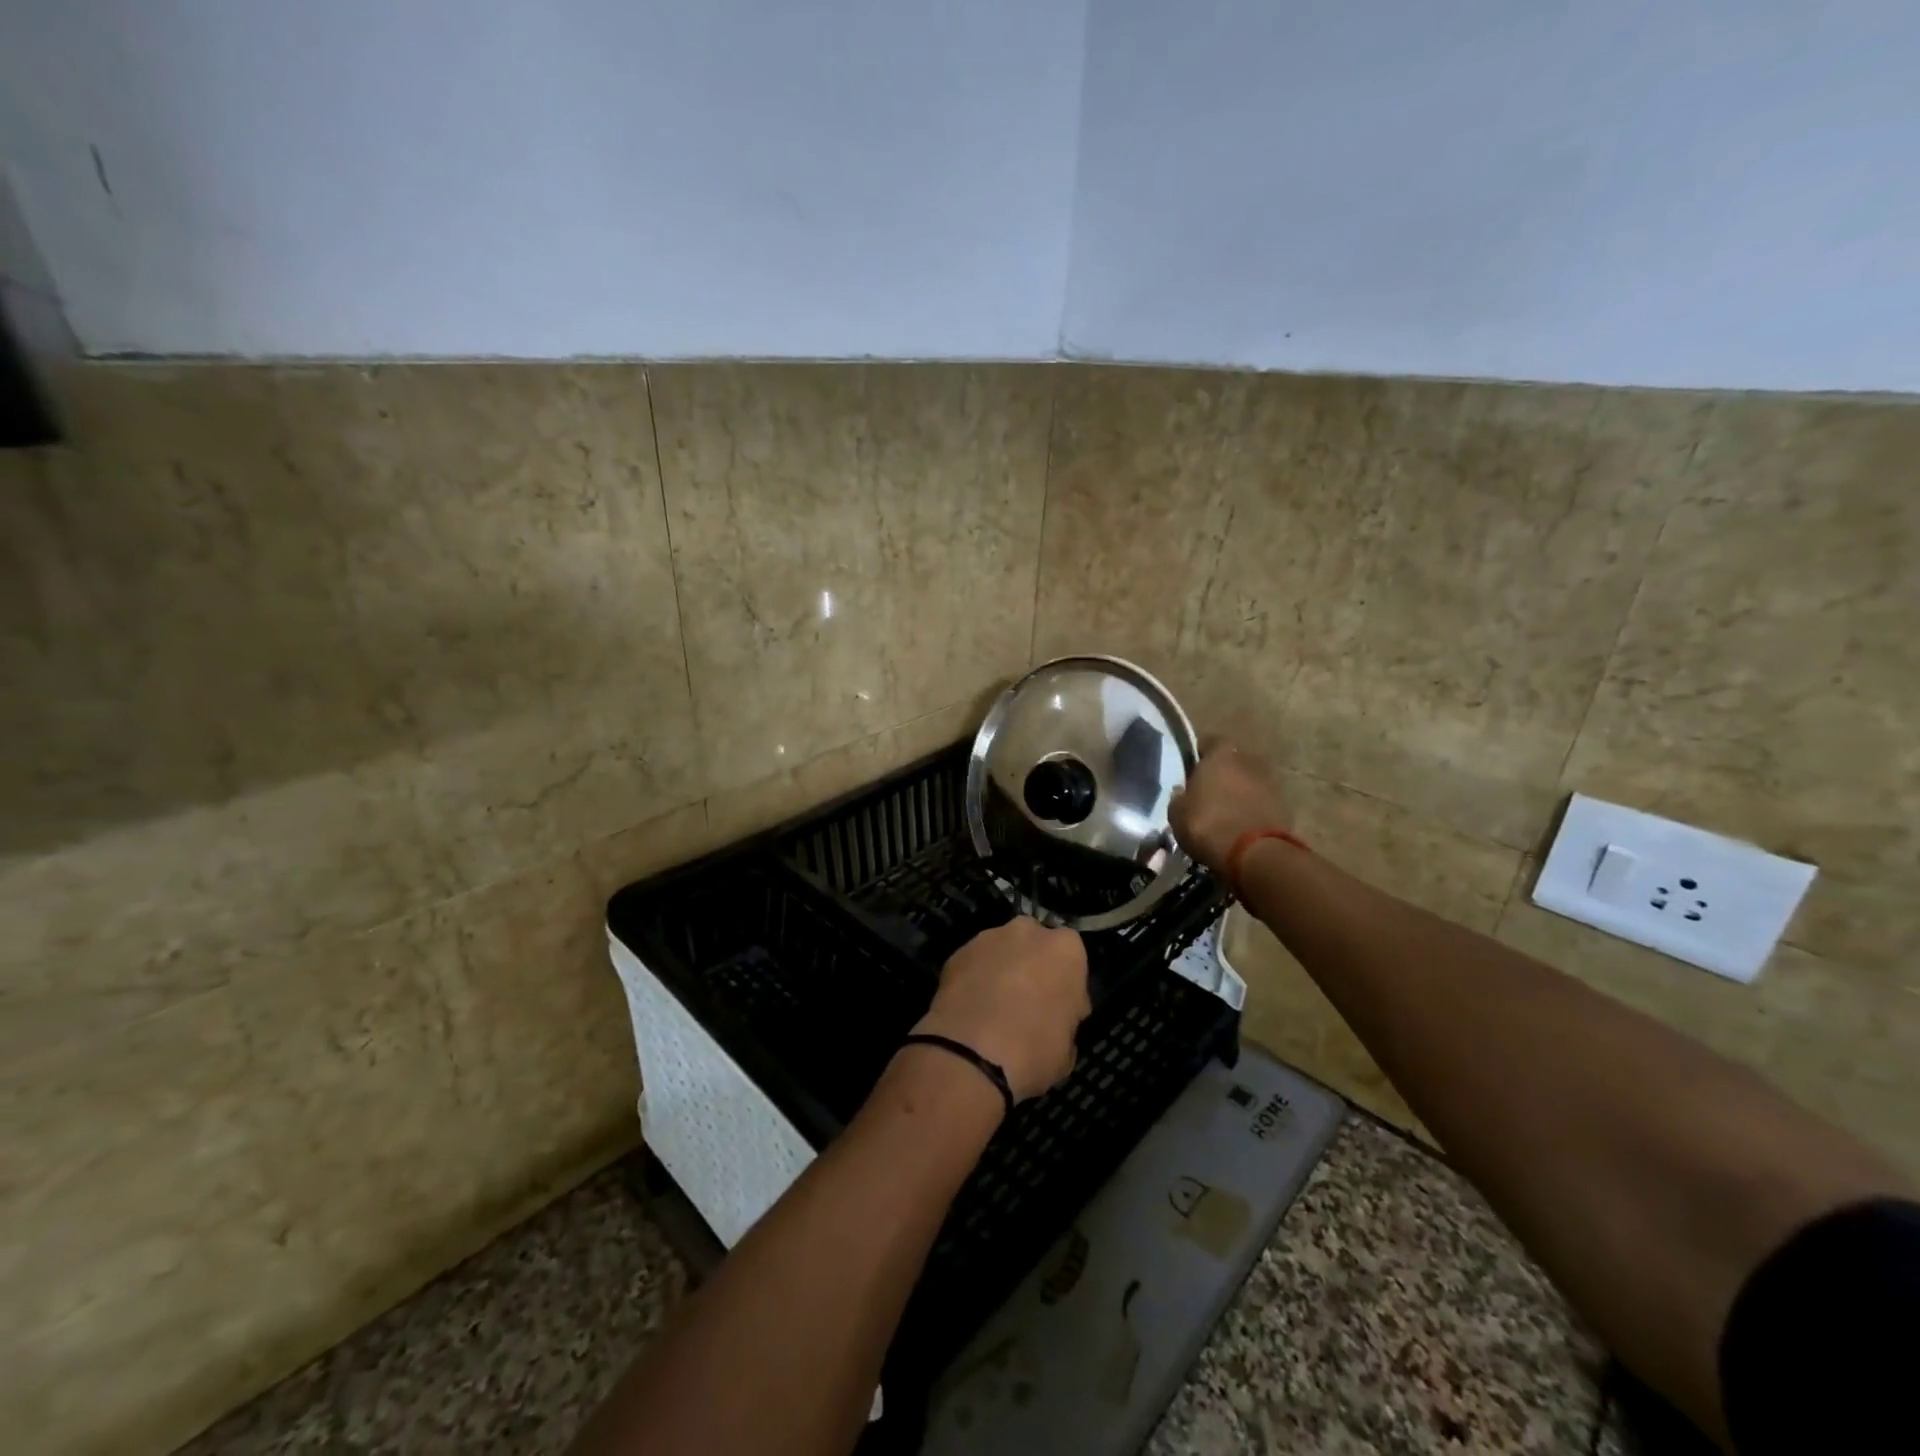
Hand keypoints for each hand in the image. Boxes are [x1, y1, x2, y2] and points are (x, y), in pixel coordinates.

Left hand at [912, 918, 1090, 1101]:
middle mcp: (1027, 932)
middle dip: (1032, 965)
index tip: (1060, 1008)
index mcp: (1065, 949)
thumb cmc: (1033, 1050)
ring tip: (993, 1006)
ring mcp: (987, 938)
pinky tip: (971, 1007)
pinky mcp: (956, 953)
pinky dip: (974, 979)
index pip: (1071, 958)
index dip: (1066, 984)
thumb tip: (1055, 1018)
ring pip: (1001, 950)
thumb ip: (1065, 1019)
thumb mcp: (1067, 1047)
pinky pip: (974, 964)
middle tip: (1027, 1001)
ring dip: (1001, 969)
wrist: (969, 1054)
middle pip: (1034, 943)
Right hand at [1169, 737, 1291, 875]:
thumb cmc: (1207, 824)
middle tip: (1208, 792)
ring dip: (1239, 794)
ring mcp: (1270, 785)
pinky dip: (1252, 812)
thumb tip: (1183, 793)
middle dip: (1222, 774)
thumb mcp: (1177, 813)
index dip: (1201, 753)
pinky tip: (1239, 828)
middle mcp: (1249, 762)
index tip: (1192, 767)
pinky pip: (1261, 804)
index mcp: (1221, 756)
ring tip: (1224, 813)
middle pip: (1233, 763)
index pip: (1211, 742)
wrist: (1253, 855)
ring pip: (1249, 784)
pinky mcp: (1284, 809)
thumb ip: (1180, 797)